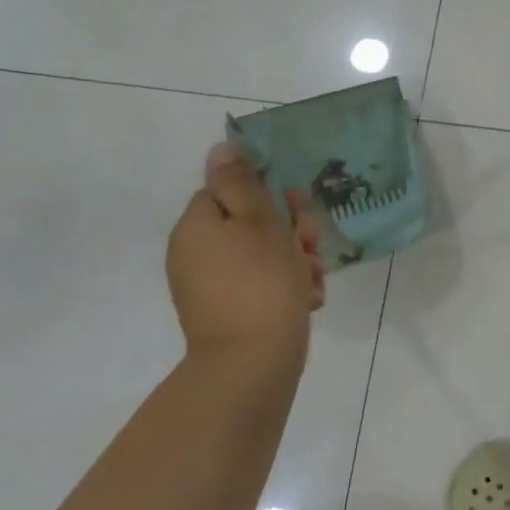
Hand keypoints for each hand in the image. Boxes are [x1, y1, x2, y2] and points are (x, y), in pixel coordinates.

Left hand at [166, 142, 323, 359]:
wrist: (254, 361)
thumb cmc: (262, 281)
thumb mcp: (259, 221)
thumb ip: (241, 183)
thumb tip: (220, 148)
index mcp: (197, 226)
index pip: (229, 191)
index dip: (266, 196)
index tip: (295, 208)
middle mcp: (195, 253)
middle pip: (248, 223)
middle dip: (289, 231)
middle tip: (309, 245)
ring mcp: (210, 286)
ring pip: (262, 255)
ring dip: (295, 260)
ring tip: (313, 278)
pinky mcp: (228, 312)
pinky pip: (261, 284)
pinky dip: (286, 286)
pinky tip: (308, 299)